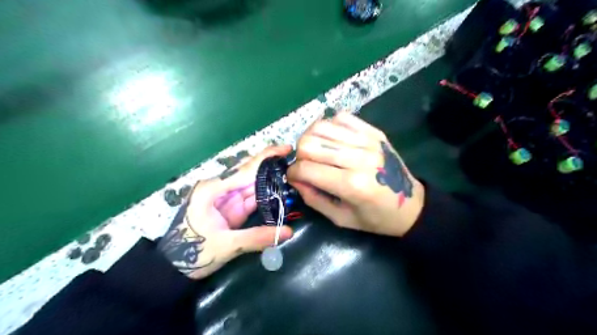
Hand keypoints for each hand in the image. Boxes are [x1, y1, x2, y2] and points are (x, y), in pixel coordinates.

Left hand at [156, 145, 291, 278]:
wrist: (176, 268)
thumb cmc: (194, 253)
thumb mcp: (226, 246)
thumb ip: (257, 237)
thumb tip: (289, 231)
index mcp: (213, 189)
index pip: (244, 169)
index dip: (267, 157)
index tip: (286, 148)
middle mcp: (221, 188)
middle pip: (250, 171)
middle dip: (271, 163)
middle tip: (293, 157)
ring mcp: (228, 198)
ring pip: (253, 183)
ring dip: (272, 177)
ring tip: (293, 170)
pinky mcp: (234, 208)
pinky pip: (254, 196)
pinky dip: (268, 193)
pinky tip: (281, 188)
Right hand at [288, 112, 423, 238]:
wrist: (411, 204)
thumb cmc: (375, 217)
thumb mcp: (340, 218)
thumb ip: (313, 198)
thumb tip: (294, 178)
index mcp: (351, 185)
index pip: (306, 169)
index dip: (292, 173)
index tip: (294, 178)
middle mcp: (358, 158)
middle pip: (309, 143)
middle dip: (299, 155)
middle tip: (306, 165)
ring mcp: (367, 141)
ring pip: (321, 126)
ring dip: (311, 139)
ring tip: (316, 151)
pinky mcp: (373, 132)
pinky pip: (341, 117)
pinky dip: (329, 127)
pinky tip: (331, 140)